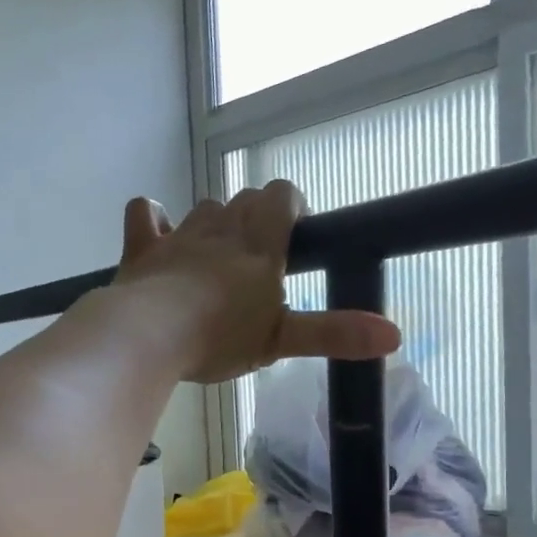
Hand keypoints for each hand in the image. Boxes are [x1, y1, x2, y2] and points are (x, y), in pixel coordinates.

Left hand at [113, 184, 399, 383]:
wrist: (150, 337)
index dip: (292, 206)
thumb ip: (335, 333)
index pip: (282, 196)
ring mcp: (179, 235)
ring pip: (204, 208)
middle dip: (256, 217)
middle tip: (258, 257)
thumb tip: (394, 334)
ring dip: (214, 223)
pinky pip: (145, 213)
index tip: (295, 234)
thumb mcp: (282, 341)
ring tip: (216, 257)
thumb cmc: (220, 338)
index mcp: (259, 244)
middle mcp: (221, 228)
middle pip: (245, 199)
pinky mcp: (142, 247)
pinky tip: (158, 233)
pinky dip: (153, 219)